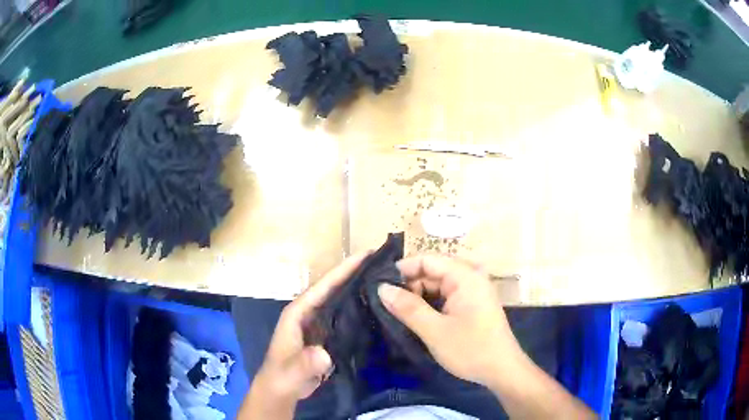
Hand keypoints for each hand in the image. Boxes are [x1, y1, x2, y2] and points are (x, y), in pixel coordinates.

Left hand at [241, 253, 368, 417]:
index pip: (322, 287)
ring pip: (339, 301)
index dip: (342, 270)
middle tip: (382, 261)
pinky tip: (375, 307)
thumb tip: (324, 355)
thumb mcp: (291, 372)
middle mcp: (308, 313)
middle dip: (354, 273)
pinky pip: (343, 317)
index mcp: (297, 313)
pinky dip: (357, 309)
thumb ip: (304, 364)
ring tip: (383, 278)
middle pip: (333, 288)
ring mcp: (318, 324)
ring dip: (357, 289)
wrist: (281, 391)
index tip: (365, 254)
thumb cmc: (282, 377)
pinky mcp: (326, 335)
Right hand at [378, 254, 521, 386]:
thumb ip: (407, 307)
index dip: (402, 269)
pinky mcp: (472, 304)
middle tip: (386, 303)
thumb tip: (381, 288)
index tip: (380, 285)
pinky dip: (430, 304)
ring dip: (418, 296)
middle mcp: (470, 278)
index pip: (427, 259)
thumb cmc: (470, 349)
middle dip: (409, 285)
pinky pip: (446, 296)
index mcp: (465, 277)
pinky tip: (417, 317)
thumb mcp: (434, 330)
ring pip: (437, 285)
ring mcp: (473, 291)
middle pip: (432, 271)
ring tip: (397, 312)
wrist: (502, 370)